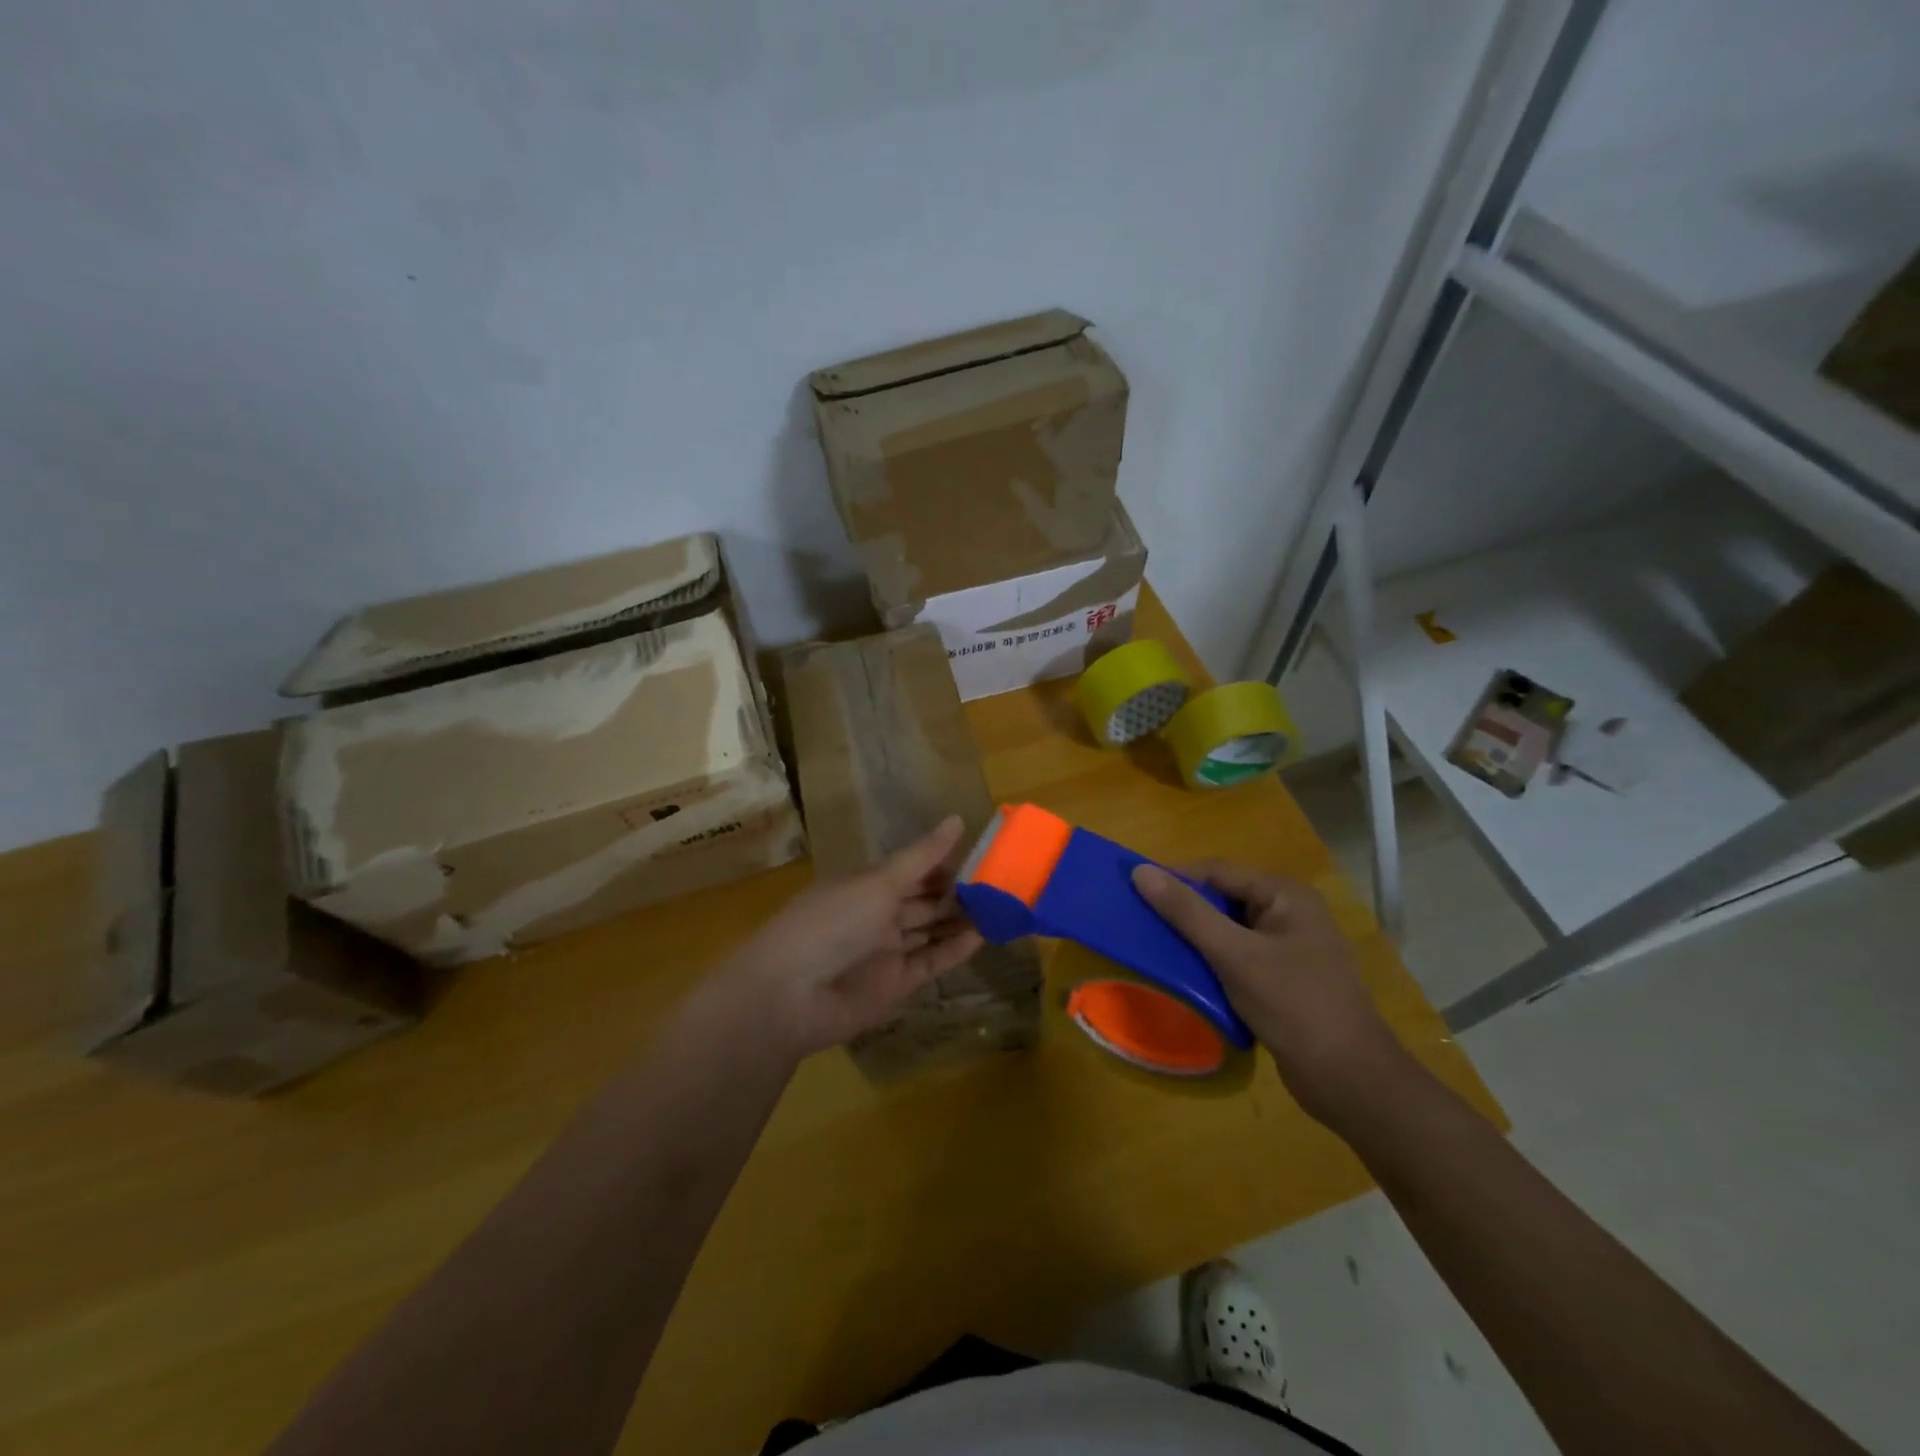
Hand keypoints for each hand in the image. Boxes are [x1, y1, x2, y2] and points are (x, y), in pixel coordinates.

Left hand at [723, 817, 983, 1058]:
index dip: (943, 863)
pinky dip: (955, 950)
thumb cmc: (833, 921)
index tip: (981, 856)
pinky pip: (931, 962)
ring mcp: (886, 951)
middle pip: (924, 901)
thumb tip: (958, 819)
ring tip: (1002, 907)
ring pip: (930, 931)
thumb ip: (922, 857)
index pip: (912, 870)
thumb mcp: (880, 882)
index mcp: (867, 885)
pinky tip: (983, 935)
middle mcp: (877, 916)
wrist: (791, 993)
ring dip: (961, 921)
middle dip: (957, 893)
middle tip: (1001, 883)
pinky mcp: (896, 985)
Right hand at [1131, 861, 1409, 1124]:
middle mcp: (1290, 914)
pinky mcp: (1284, 980)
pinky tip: (1187, 975)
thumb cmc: (1294, 1006)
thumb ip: (1187, 912)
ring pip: (1229, 930)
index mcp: (1286, 895)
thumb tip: (1141, 870)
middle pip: (1224, 898)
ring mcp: (1289, 948)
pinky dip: (1212, 962)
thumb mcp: (1235, 955)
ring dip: (1195, 938)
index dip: (1175, 877)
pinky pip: (1238, 957)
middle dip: (1184, 910)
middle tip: (1140, 920)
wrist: (1350, 1081)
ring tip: (1155, 946)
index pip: (1218, 871)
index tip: (1133, 889)